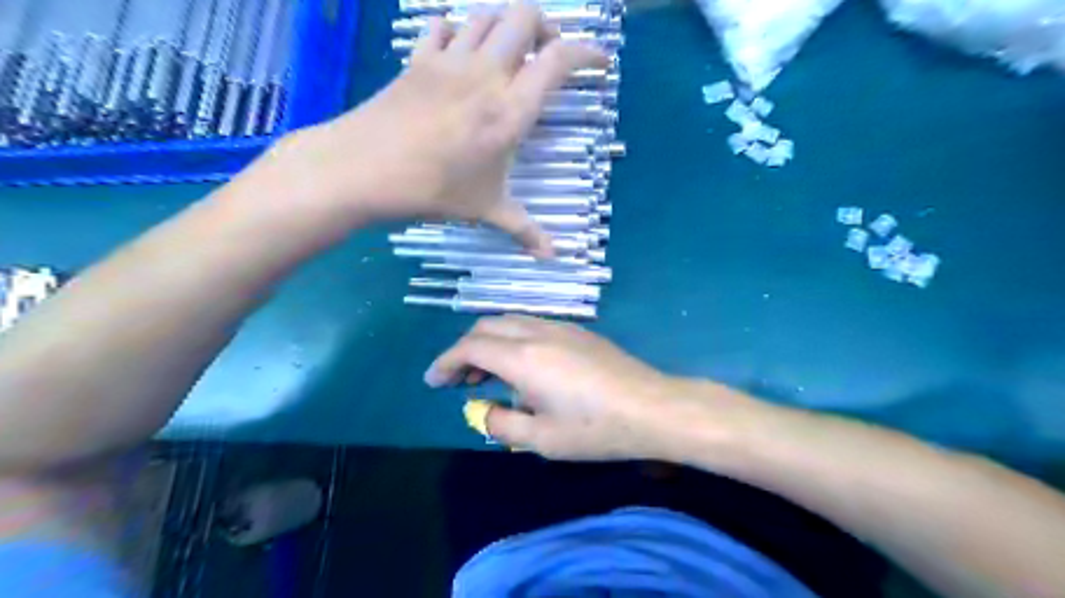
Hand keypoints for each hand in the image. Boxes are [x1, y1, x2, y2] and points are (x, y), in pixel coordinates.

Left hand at [295, 2, 602, 254]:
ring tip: (509, 54)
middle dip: (545, 26)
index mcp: (510, 110)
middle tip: (547, 55)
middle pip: (524, 16)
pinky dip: (460, 32)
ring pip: (486, 15)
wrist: (363, 169)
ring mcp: (449, 60)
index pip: (560, 61)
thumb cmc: (433, 190)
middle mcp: (486, 73)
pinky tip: (461, 55)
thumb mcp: (486, 210)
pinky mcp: (418, 59)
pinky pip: (444, 27)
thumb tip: (553, 257)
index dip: (588, 52)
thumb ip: (524, 229)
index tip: (602, 61)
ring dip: (505, 26)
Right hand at [428, 316, 728, 458]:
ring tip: (486, 374)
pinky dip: (513, 340)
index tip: (434, 381)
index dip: (446, 362)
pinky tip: (523, 367)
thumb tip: (482, 411)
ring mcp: (561, 328)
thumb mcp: (541, 439)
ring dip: (490, 342)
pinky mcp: (579, 332)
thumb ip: (502, 424)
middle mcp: (537, 332)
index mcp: (523, 357)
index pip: (471, 347)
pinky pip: (533, 326)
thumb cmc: (595, 428)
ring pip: (511, 322)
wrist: (652, 408)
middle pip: (487, 327)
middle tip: (460, 380)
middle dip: (465, 349)